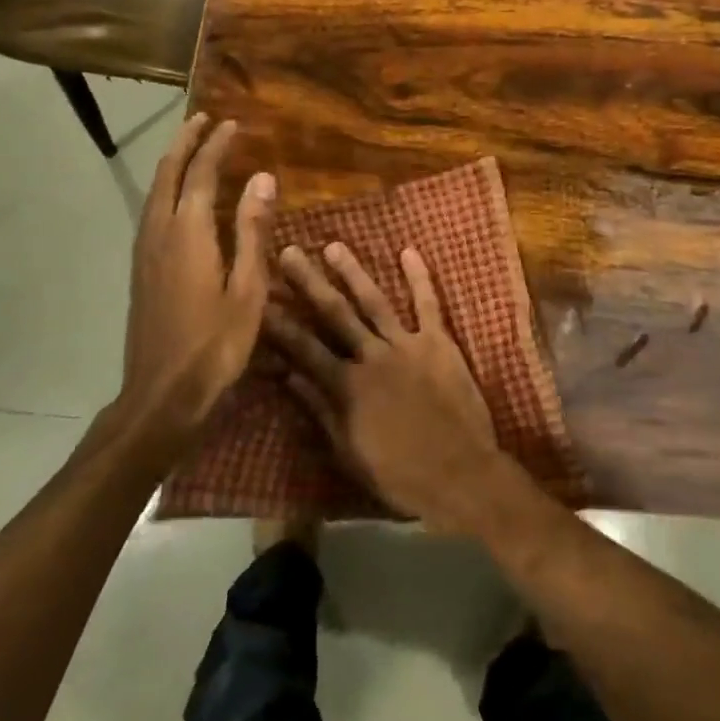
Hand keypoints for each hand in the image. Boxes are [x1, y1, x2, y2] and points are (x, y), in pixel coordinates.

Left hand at [110, 114, 273, 451]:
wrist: (161, 393)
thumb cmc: (215, 343)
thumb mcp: (247, 288)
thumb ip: (252, 230)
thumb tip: (263, 178)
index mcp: (188, 233)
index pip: (201, 174)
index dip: (217, 146)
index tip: (233, 124)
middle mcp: (159, 232)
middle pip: (168, 173)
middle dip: (185, 142)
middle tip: (204, 119)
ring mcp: (145, 251)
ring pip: (154, 191)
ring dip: (173, 163)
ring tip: (192, 147)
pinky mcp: (141, 269)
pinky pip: (152, 211)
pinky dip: (167, 189)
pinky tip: (180, 199)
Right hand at [266, 242, 505, 532]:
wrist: (461, 475)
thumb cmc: (400, 475)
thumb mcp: (349, 452)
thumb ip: (320, 410)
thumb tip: (288, 376)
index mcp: (347, 386)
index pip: (304, 348)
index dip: (279, 323)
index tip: (258, 298)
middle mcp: (372, 357)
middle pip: (335, 314)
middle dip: (309, 282)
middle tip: (289, 252)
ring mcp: (407, 345)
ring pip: (374, 301)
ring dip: (353, 273)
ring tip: (335, 245)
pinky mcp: (439, 343)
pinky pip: (429, 304)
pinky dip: (420, 278)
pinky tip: (409, 252)